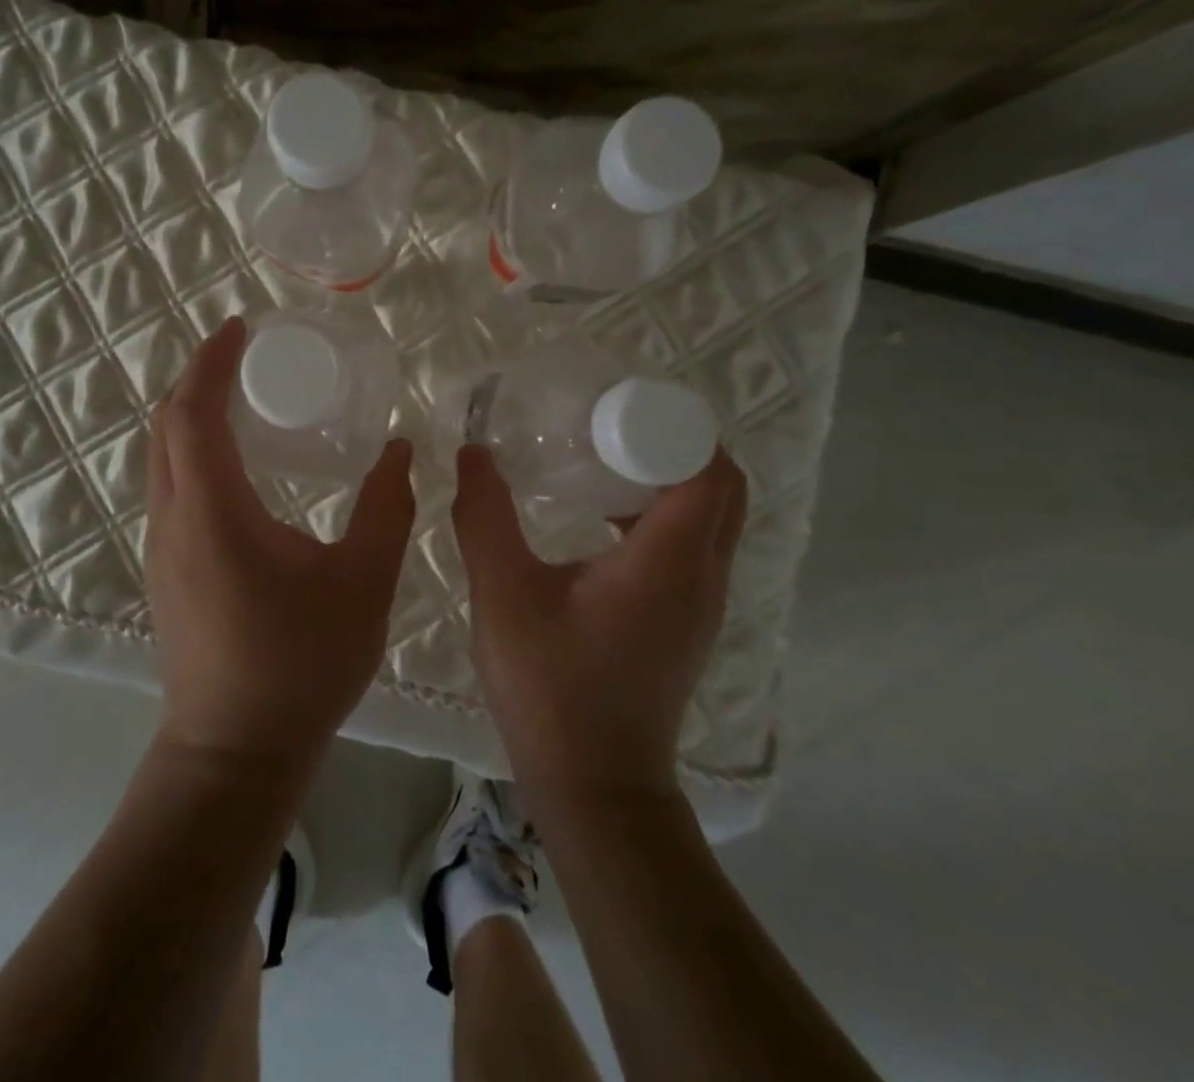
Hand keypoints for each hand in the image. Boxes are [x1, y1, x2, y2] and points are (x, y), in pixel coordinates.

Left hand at [144, 318, 416, 764]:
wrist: (234, 753)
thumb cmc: (301, 665)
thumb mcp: (363, 583)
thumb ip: (386, 509)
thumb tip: (400, 450)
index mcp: (213, 511)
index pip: (192, 412)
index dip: (211, 361)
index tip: (240, 328)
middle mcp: (173, 519)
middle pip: (166, 425)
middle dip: (198, 378)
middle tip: (244, 355)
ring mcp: (161, 547)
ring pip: (161, 457)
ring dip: (192, 415)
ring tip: (242, 398)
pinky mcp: (165, 570)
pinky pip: (169, 486)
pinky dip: (192, 451)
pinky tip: (237, 465)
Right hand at [452, 444, 747, 794]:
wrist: (594, 784)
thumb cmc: (551, 686)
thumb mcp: (503, 592)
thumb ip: (484, 516)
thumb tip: (474, 453)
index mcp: (670, 558)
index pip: (707, 467)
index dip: (672, 426)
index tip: (615, 410)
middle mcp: (704, 574)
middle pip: (719, 484)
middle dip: (673, 443)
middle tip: (608, 427)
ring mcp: (703, 602)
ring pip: (711, 516)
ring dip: (670, 477)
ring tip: (603, 461)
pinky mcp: (687, 622)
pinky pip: (694, 545)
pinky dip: (663, 514)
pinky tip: (601, 520)